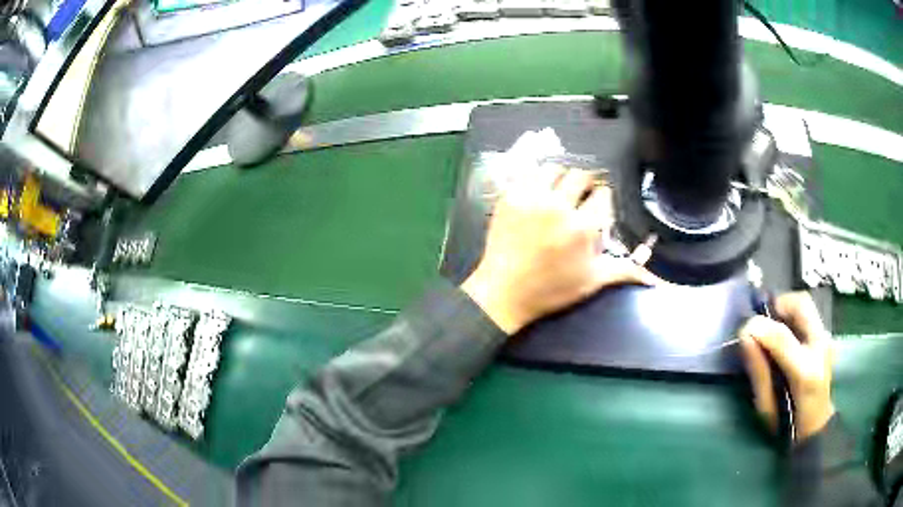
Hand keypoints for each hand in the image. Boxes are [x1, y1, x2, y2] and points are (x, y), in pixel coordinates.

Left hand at [461, 166, 659, 333]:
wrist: (503, 293)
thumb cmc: (551, 291)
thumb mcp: (592, 281)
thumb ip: (625, 271)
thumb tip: (656, 279)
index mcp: (583, 227)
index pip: (603, 195)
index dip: (604, 198)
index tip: (599, 205)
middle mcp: (559, 206)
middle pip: (580, 176)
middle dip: (586, 183)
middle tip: (581, 195)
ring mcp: (531, 198)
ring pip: (554, 169)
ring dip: (562, 176)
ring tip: (560, 190)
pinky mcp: (510, 197)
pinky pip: (528, 174)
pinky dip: (537, 178)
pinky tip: (539, 190)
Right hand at [739, 292, 835, 441]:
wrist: (814, 427)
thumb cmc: (786, 423)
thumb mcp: (766, 406)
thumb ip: (758, 370)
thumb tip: (745, 336)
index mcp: (805, 373)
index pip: (782, 337)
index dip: (761, 327)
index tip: (744, 330)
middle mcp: (821, 347)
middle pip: (802, 304)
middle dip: (778, 305)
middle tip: (762, 321)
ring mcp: (826, 339)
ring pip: (805, 304)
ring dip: (785, 310)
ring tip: (771, 327)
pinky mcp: (826, 337)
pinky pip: (808, 314)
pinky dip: (792, 317)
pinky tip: (784, 334)